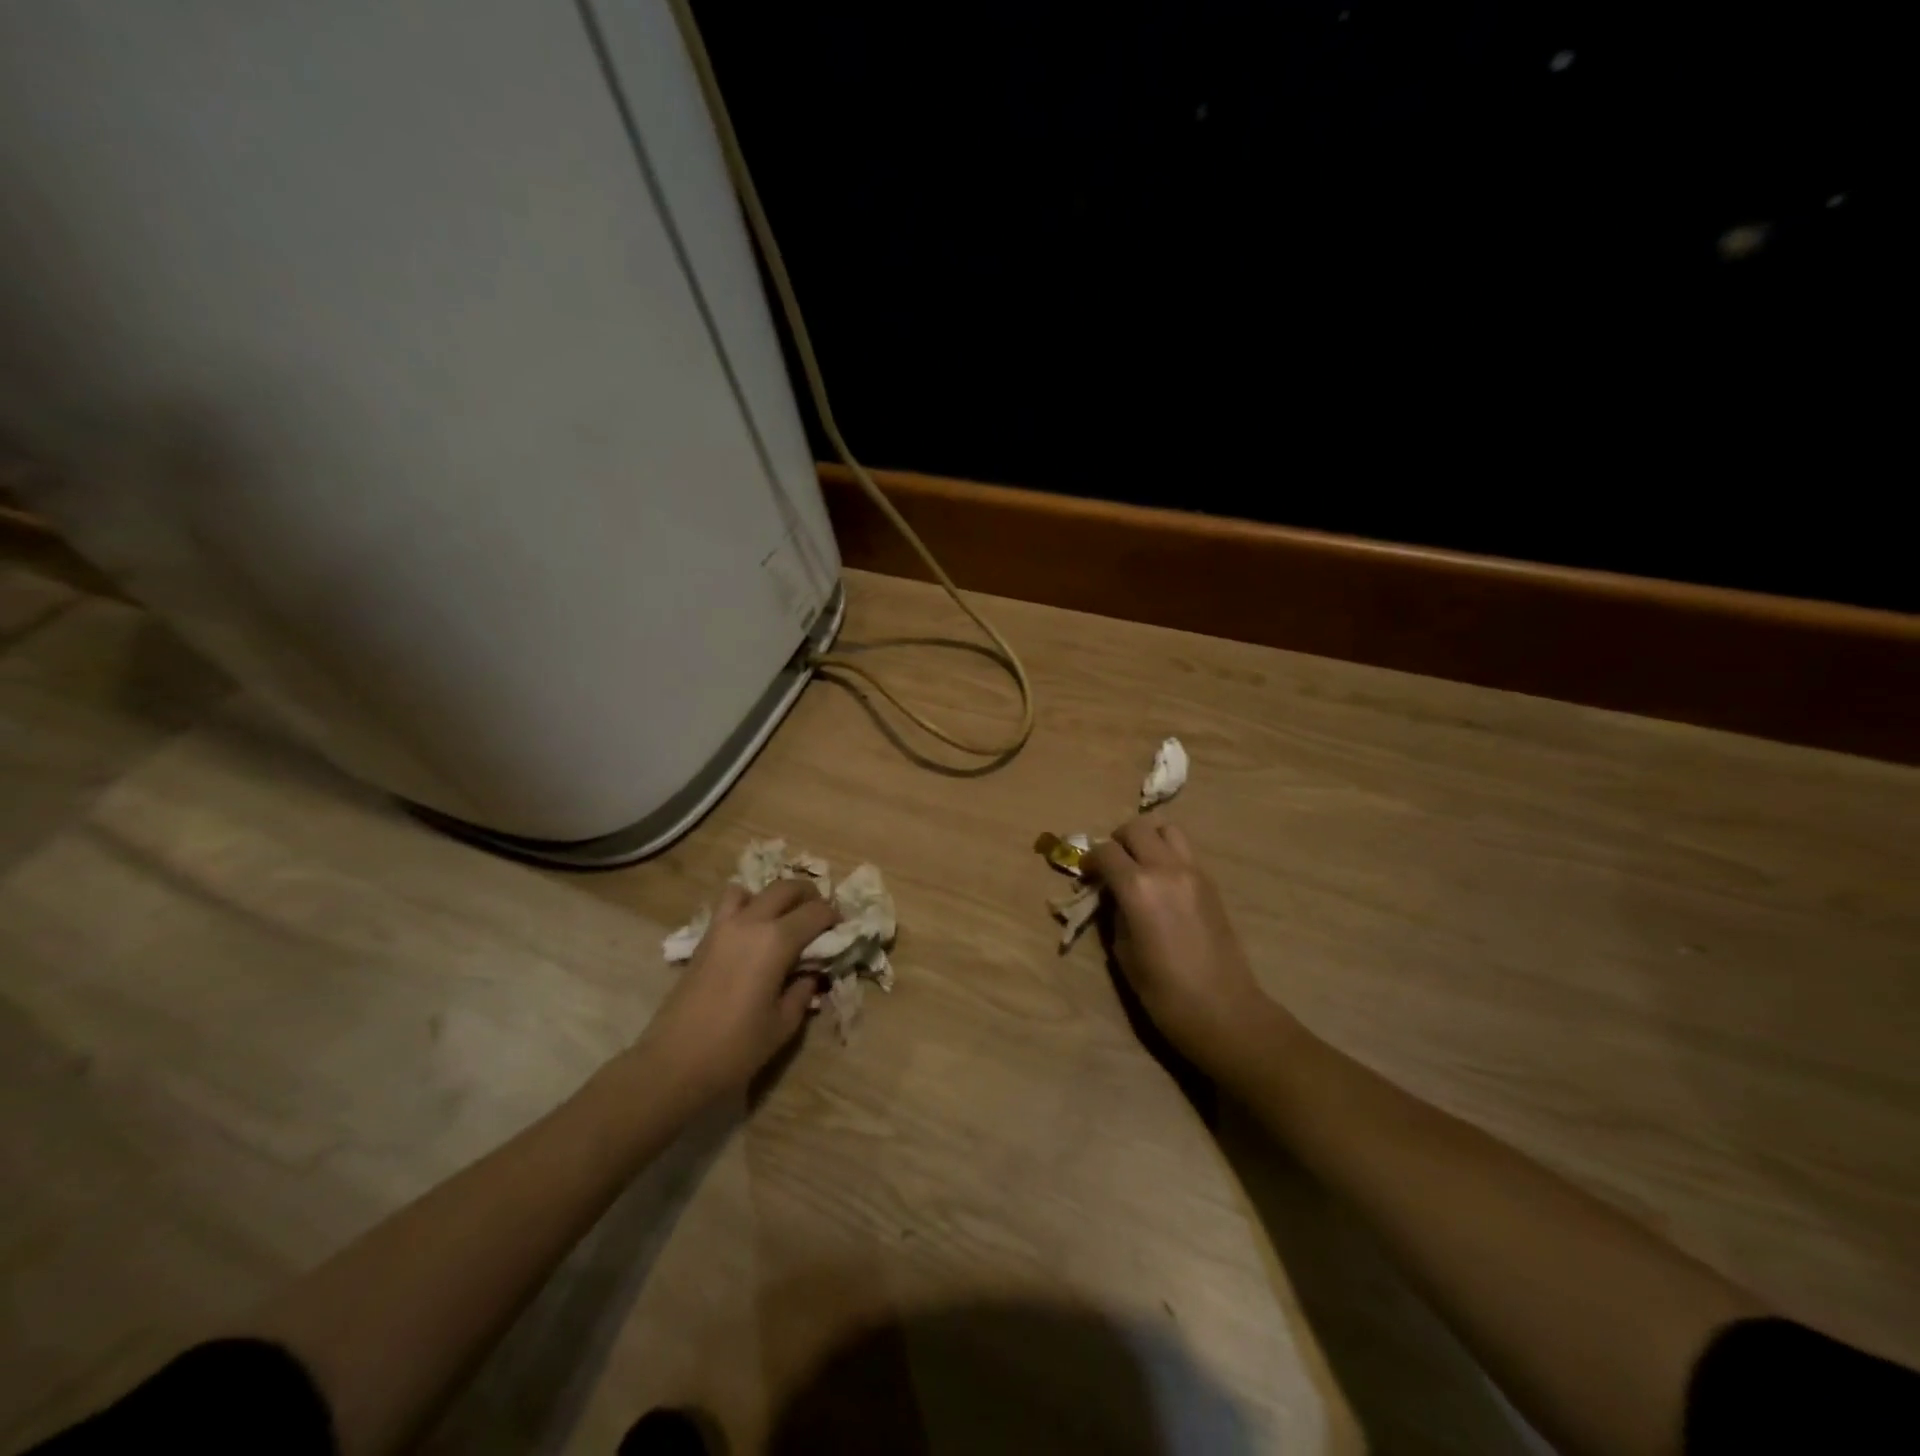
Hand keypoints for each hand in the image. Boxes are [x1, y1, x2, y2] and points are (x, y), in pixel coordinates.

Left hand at [639, 879, 837, 1100]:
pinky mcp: (704, 938)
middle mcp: (751, 922)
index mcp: (777, 941)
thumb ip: (803, 990)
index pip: (815, 912)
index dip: (833, 917)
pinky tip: (753, 932)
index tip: (842, 929)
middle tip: (819, 916)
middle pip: (786, 888)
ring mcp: (723, 926)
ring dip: (774, 896)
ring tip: (783, 918)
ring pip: (754, 889)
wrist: (675, 1063)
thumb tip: (811, 973)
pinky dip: (746, 905)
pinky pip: (729, 905)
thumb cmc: (736, 1047)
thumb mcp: (783, 1024)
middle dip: (809, 896)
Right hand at [1086, 818, 1287, 1079]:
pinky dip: (1168, 853)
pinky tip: (1162, 881)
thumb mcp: (1123, 951)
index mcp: (1138, 886)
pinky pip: (1185, 850)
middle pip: (1136, 828)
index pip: (1105, 851)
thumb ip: (1114, 912)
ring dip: (1148, 839)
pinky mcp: (1211, 882)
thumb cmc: (1163, 991)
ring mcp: (1194, 872)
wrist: (1222, 1010)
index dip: (1090, 860)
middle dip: (1117, 841)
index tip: (1086, 875)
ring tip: (1139, 864)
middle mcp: (1166, 868)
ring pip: (1167, 829)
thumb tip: (1112, 895)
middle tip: (1111, 865)